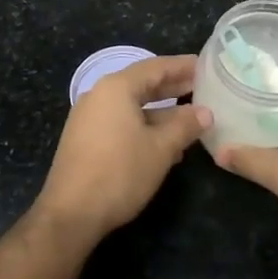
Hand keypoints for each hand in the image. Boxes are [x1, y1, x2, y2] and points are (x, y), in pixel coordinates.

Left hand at [34, 54, 209, 244]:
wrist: (72, 213)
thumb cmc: (120, 173)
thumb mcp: (161, 148)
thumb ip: (185, 126)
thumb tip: (205, 112)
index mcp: (116, 88)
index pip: (155, 67)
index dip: (182, 66)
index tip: (205, 65)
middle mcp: (99, 96)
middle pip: (142, 84)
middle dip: (173, 87)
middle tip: (202, 86)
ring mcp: (89, 118)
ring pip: (132, 106)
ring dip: (161, 112)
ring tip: (191, 118)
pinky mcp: (85, 139)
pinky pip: (121, 122)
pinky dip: (144, 126)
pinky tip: (166, 143)